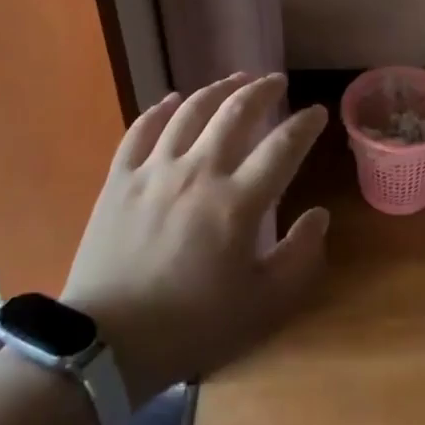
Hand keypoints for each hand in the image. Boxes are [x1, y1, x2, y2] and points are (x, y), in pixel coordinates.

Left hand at [61, 73, 329, 406]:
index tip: (317, 111)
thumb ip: (300, 257)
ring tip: (235, 79)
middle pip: (236, 112)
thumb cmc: (192, 327)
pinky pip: (141, 129)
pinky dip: (160, 109)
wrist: (106, 345)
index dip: (305, 124)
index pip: (283, 146)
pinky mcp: (120, 178)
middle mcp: (199, 171)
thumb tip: (318, 215)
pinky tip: (172, 100)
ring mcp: (155, 170)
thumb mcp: (263, 306)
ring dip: (218, 89)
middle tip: (277, 81)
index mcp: (238, 202)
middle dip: (262, 90)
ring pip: (190, 111)